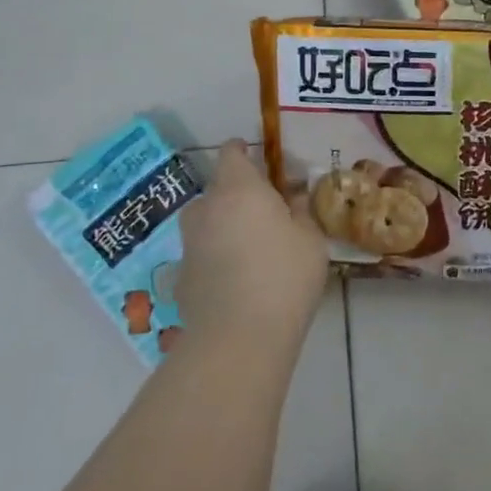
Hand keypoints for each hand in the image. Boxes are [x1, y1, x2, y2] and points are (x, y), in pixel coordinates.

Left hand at [174, 141, 328, 346]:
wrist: (239, 338)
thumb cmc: (284, 277)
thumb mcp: (310, 239)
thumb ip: (300, 211)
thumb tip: (292, 198)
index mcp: (239, 190)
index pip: (232, 153)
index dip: (244, 151)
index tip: (259, 159)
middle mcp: (206, 209)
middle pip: (218, 189)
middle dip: (238, 195)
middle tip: (267, 213)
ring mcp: (189, 244)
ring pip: (206, 222)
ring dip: (224, 226)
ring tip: (251, 248)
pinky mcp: (181, 277)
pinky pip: (202, 254)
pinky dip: (216, 257)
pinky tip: (237, 280)